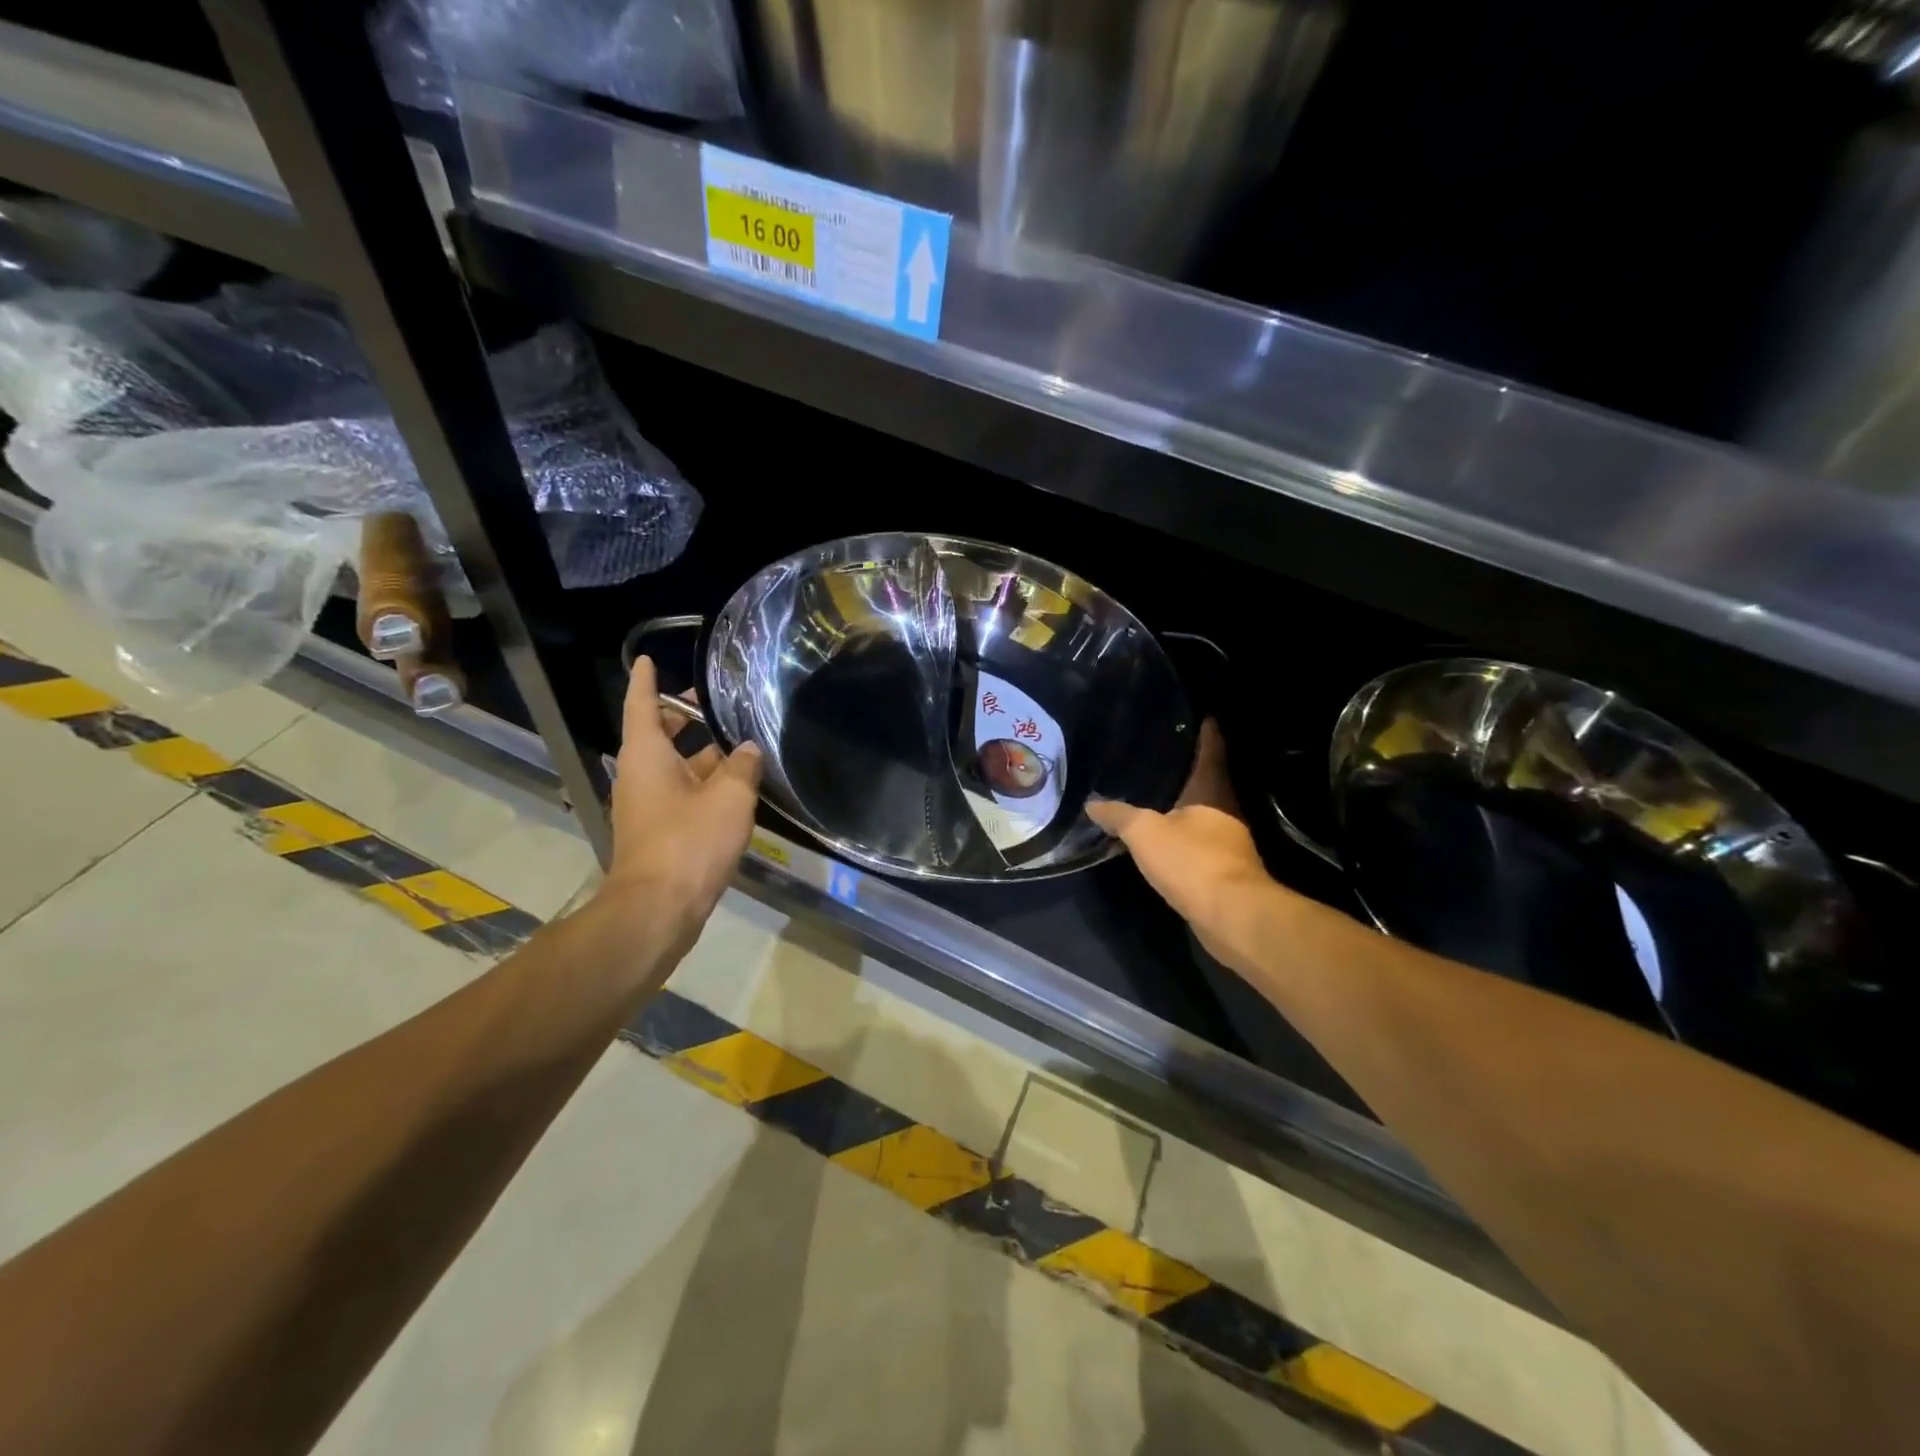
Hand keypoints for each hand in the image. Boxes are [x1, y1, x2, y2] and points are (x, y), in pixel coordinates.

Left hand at [594, 655, 762, 947]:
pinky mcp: (660, 833)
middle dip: (683, 716)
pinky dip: (704, 783)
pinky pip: (682, 794)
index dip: (646, 680)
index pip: (642, 705)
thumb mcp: (729, 797)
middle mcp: (640, 776)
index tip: (647, 659)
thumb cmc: (689, 842)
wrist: (658, 909)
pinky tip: (737, 787)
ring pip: (674, 767)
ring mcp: (648, 807)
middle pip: (658, 734)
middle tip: (714, 702)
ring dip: (701, 753)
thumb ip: (742, 767)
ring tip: (740, 743)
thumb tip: (749, 749)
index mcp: (647, 756)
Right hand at [1087, 721, 1274, 969]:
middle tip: (1165, 761)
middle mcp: (1225, 814)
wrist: (1232, 917)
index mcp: (1211, 794)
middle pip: (1208, 787)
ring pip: (1203, 820)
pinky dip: (1182, 843)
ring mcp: (1229, 846)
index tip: (1206, 716)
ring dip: (1184, 812)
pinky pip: (1198, 849)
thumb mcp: (1144, 832)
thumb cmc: (1192, 861)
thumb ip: (1118, 815)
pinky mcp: (1224, 875)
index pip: (1211, 755)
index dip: (1208, 735)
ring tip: (1157, 802)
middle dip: (1191, 775)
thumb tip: (1092, 803)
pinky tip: (1164, 846)